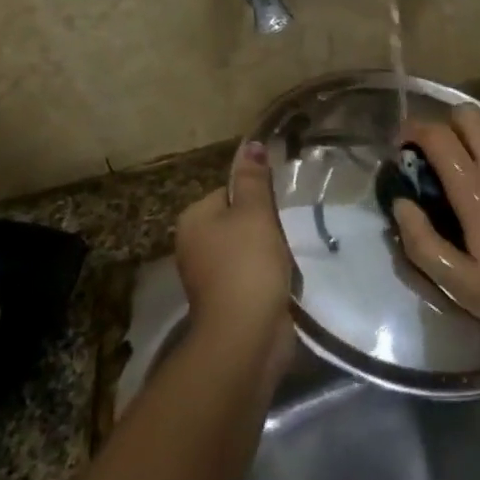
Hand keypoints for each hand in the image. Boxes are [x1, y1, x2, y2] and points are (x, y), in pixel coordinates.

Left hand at [175, 142, 294, 365]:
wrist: (246, 335)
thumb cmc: (247, 264)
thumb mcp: (255, 212)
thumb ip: (254, 178)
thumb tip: (251, 144)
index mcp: (193, 219)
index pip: (228, 191)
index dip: (256, 197)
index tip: (277, 207)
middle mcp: (192, 245)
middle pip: (236, 220)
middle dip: (263, 226)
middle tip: (285, 231)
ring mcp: (207, 276)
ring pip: (245, 248)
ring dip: (267, 252)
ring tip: (287, 256)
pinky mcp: (225, 301)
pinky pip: (249, 275)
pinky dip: (265, 276)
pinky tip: (282, 280)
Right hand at [394, 106, 479, 345]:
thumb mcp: (460, 284)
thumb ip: (422, 242)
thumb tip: (401, 203)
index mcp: (475, 188)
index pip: (437, 135)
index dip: (413, 130)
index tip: (401, 144)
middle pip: (467, 114)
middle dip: (445, 126)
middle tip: (437, 157)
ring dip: (473, 137)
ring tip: (469, 170)